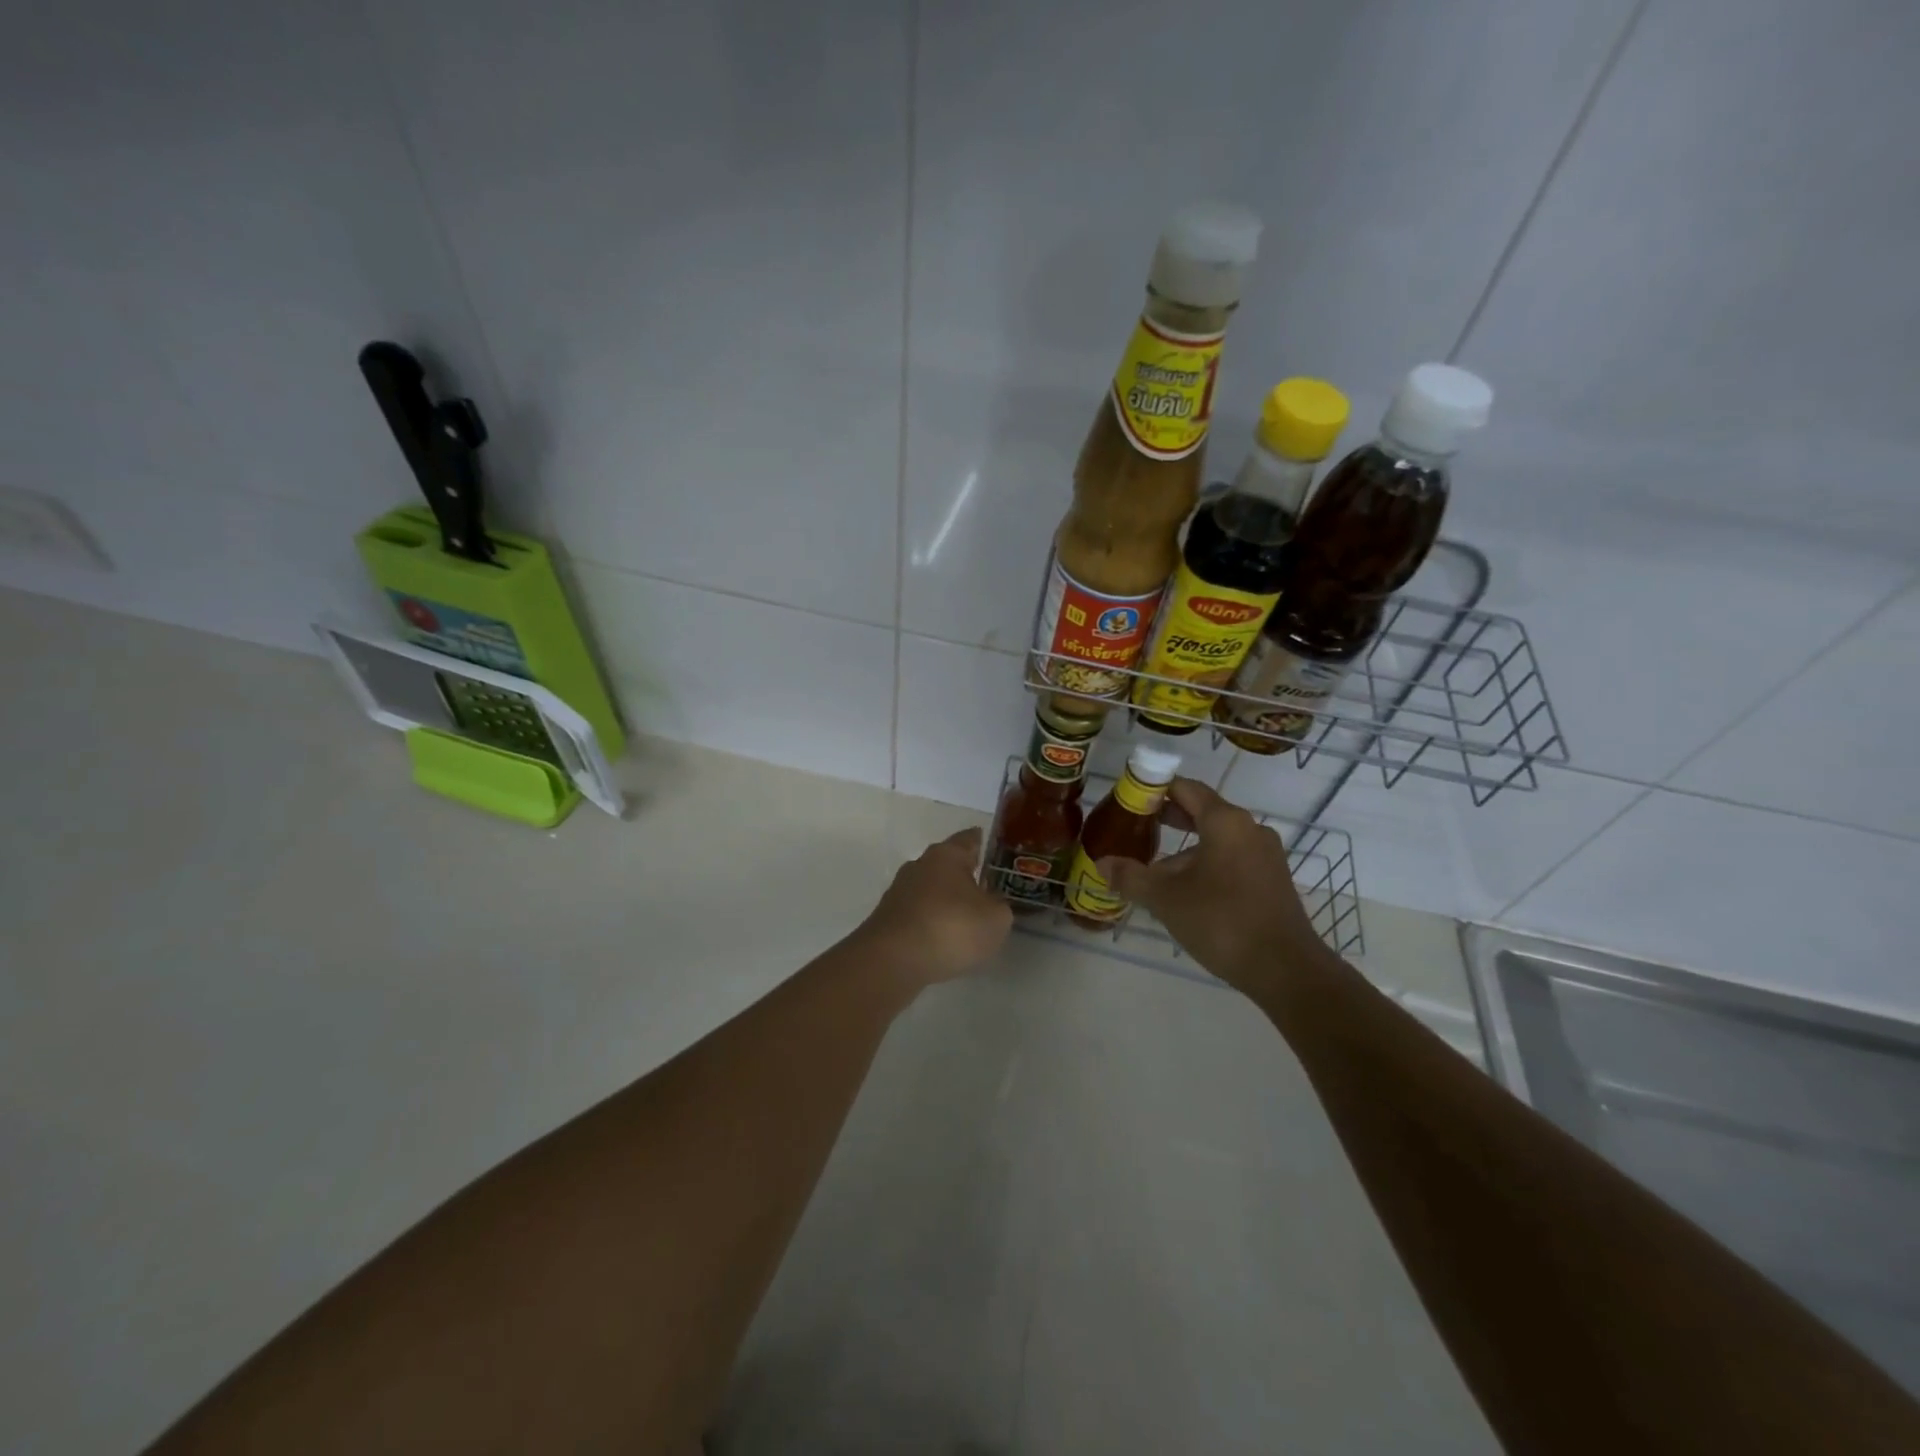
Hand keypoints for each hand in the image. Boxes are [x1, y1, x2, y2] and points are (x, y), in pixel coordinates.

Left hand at [855, 827, 1012, 986]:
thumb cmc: (951, 927)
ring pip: (930, 890)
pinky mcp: (887, 919)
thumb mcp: (995, 919)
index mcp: (947, 855)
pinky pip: (918, 914)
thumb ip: (999, 906)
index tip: (994, 848)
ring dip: (945, 900)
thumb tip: (991, 903)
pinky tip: (942, 939)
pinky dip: (931, 922)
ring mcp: (899, 892)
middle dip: (964, 874)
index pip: (969, 838)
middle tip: (986, 888)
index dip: (983, 842)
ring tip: (965, 919)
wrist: (893, 960)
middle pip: (946, 864)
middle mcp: (920, 865)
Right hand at [1097, 779, 1328, 996]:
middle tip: (1136, 828)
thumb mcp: (1166, 899)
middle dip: (1169, 818)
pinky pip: (1233, 859)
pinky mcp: (1272, 880)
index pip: (1185, 788)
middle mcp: (1249, 829)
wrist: (1286, 969)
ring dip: (1186, 849)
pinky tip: (1187, 892)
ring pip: (1217, 839)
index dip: (1155, 789)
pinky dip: (1207, 864)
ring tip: (1156, 870)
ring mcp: (1265, 855)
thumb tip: (1102, 864)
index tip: (1130, 800)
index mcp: (1225, 821)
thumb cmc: (1222, 921)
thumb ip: (1131, 877)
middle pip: (1203, 811)